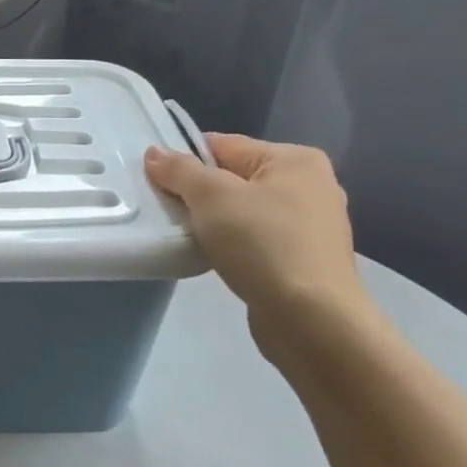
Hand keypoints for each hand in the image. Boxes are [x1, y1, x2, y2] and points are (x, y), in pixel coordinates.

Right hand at [145, 134, 363, 320]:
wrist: (312, 320)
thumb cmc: (263, 244)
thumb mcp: (211, 196)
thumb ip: (180, 170)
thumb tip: (154, 152)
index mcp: (295, 159)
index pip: (223, 145)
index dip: (185, 161)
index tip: (158, 183)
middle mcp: (310, 186)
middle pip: (233, 177)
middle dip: (199, 194)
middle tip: (169, 211)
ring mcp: (311, 226)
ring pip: (242, 211)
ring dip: (213, 222)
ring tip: (188, 237)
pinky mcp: (304, 260)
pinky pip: (255, 239)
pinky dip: (232, 244)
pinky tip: (215, 258)